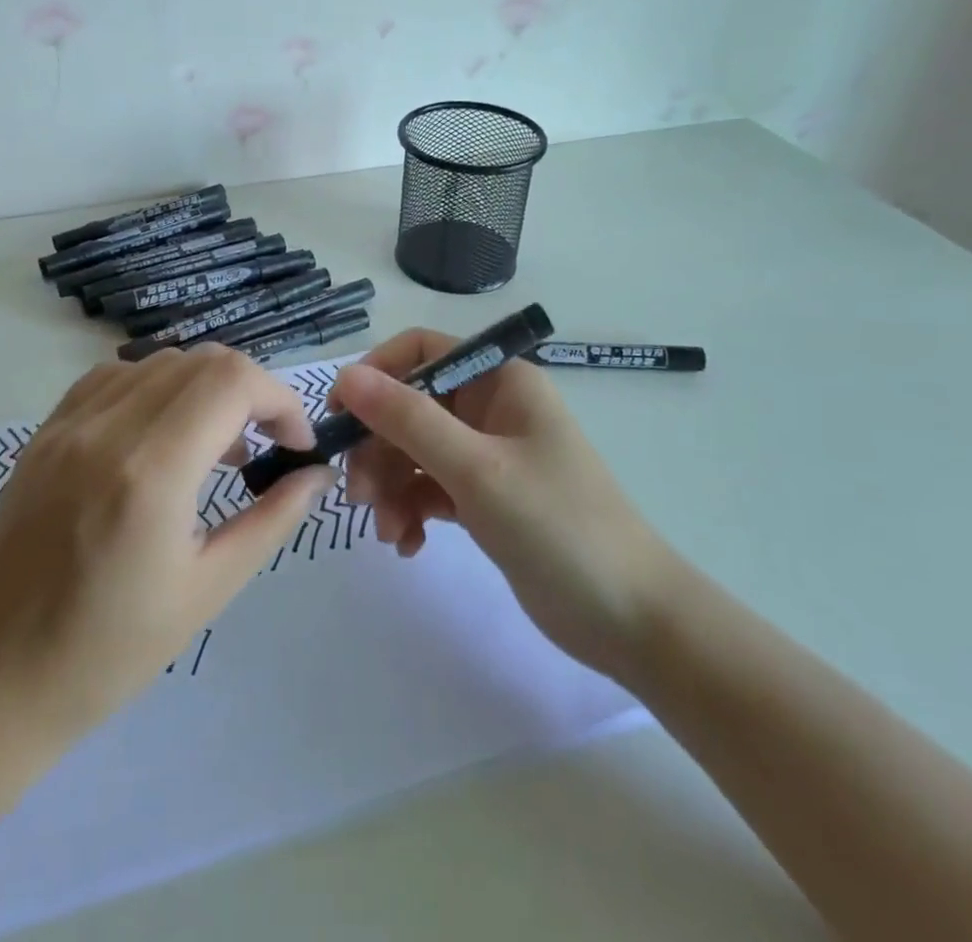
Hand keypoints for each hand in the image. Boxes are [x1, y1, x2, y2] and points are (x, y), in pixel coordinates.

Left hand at [0, 344, 337, 744]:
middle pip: (202, 361)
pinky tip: (161, 437)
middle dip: (251, 391)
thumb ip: (273, 519)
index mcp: (151, 473)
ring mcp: (68, 424)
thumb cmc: (110, 651)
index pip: (232, 382)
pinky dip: (156, 390)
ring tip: (217, 448)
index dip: (279, 400)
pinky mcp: (45, 431)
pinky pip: (115, 377)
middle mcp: (107, 430)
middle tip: (265, 443)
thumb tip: (317, 474)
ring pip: (160, 362)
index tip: (295, 444)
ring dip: (205, 388)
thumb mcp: (209, 589)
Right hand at [332, 329, 677, 682]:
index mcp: (499, 380)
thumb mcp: (476, 469)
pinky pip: (429, 488)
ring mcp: (488, 454)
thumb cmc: (558, 527)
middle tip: (357, 494)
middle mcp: (491, 408)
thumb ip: (408, 419)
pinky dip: (411, 510)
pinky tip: (408, 544)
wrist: (631, 621)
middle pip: (410, 406)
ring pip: (414, 451)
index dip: (376, 374)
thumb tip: (346, 375)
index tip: (340, 416)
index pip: (421, 351)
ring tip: (387, 531)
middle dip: (379, 448)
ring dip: (390, 486)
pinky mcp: (484, 497)